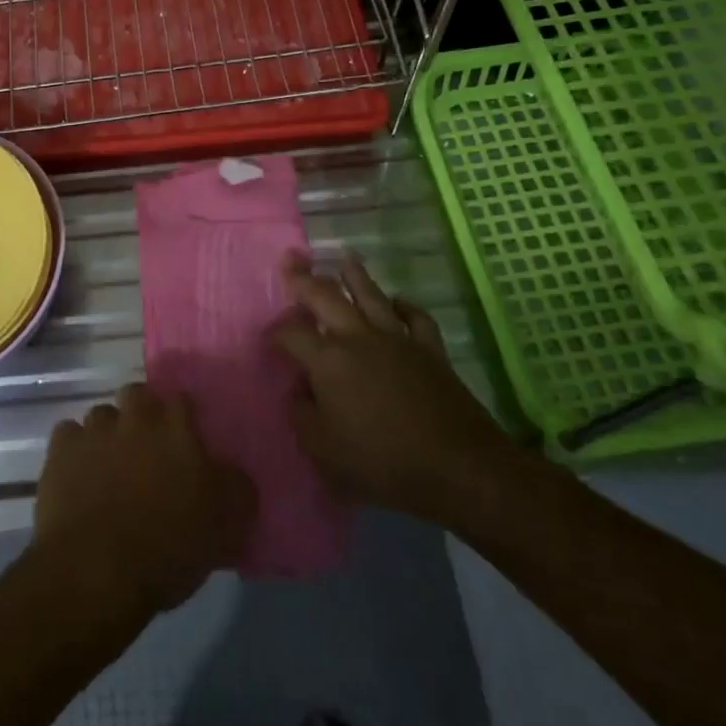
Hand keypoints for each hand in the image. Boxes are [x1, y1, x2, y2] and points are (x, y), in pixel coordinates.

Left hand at [33, 384, 255, 620]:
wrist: (97, 569)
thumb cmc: (168, 547)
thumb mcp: (226, 527)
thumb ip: (236, 489)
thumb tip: (234, 474)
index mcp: (177, 430)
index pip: (182, 402)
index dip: (183, 420)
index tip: (184, 443)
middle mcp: (135, 418)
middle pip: (138, 395)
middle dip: (141, 414)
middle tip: (146, 449)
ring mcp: (94, 431)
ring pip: (102, 415)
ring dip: (107, 433)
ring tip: (108, 465)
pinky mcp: (60, 450)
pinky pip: (68, 436)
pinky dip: (73, 450)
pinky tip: (77, 474)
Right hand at [271, 254, 511, 518]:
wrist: (457, 466)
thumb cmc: (381, 461)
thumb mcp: (323, 449)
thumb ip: (302, 414)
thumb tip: (300, 388)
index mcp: (328, 361)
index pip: (291, 334)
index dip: (275, 333)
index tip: (268, 339)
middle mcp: (359, 338)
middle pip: (326, 298)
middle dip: (304, 279)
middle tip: (291, 260)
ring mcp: (397, 340)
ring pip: (372, 296)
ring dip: (355, 276)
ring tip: (345, 259)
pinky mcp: (430, 350)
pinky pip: (416, 317)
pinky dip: (405, 305)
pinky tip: (398, 301)